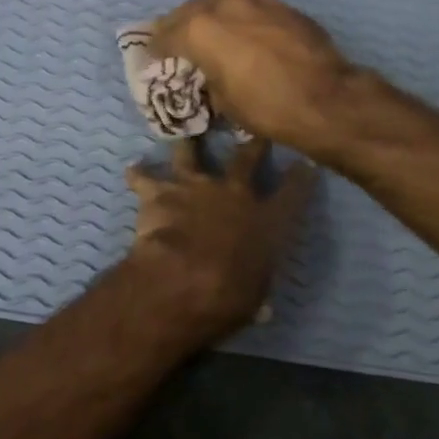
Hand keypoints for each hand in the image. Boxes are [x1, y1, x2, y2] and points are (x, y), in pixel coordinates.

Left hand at [123, 138, 317, 345]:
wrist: (183, 277)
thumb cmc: (229, 294)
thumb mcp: (254, 296)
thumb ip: (256, 288)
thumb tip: (261, 307)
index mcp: (264, 220)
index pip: (291, 193)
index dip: (300, 178)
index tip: (305, 163)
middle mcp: (233, 193)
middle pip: (246, 159)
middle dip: (253, 143)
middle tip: (255, 131)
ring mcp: (195, 187)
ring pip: (191, 154)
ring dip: (188, 144)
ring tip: (185, 133)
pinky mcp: (160, 192)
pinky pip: (145, 178)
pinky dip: (138, 174)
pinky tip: (132, 169)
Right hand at [152, 0, 358, 155]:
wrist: (326, 98)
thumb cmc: (266, 107)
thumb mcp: (222, 100)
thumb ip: (205, 76)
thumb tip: (206, 73)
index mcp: (198, 28)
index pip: (164, 35)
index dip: (155, 50)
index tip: (153, 60)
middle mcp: (222, 3)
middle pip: (188, 11)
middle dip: (179, 28)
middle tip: (176, 45)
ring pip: (219, 2)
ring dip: (210, 17)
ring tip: (210, 36)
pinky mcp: (280, 5)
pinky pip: (248, 7)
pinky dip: (238, 19)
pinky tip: (243, 36)